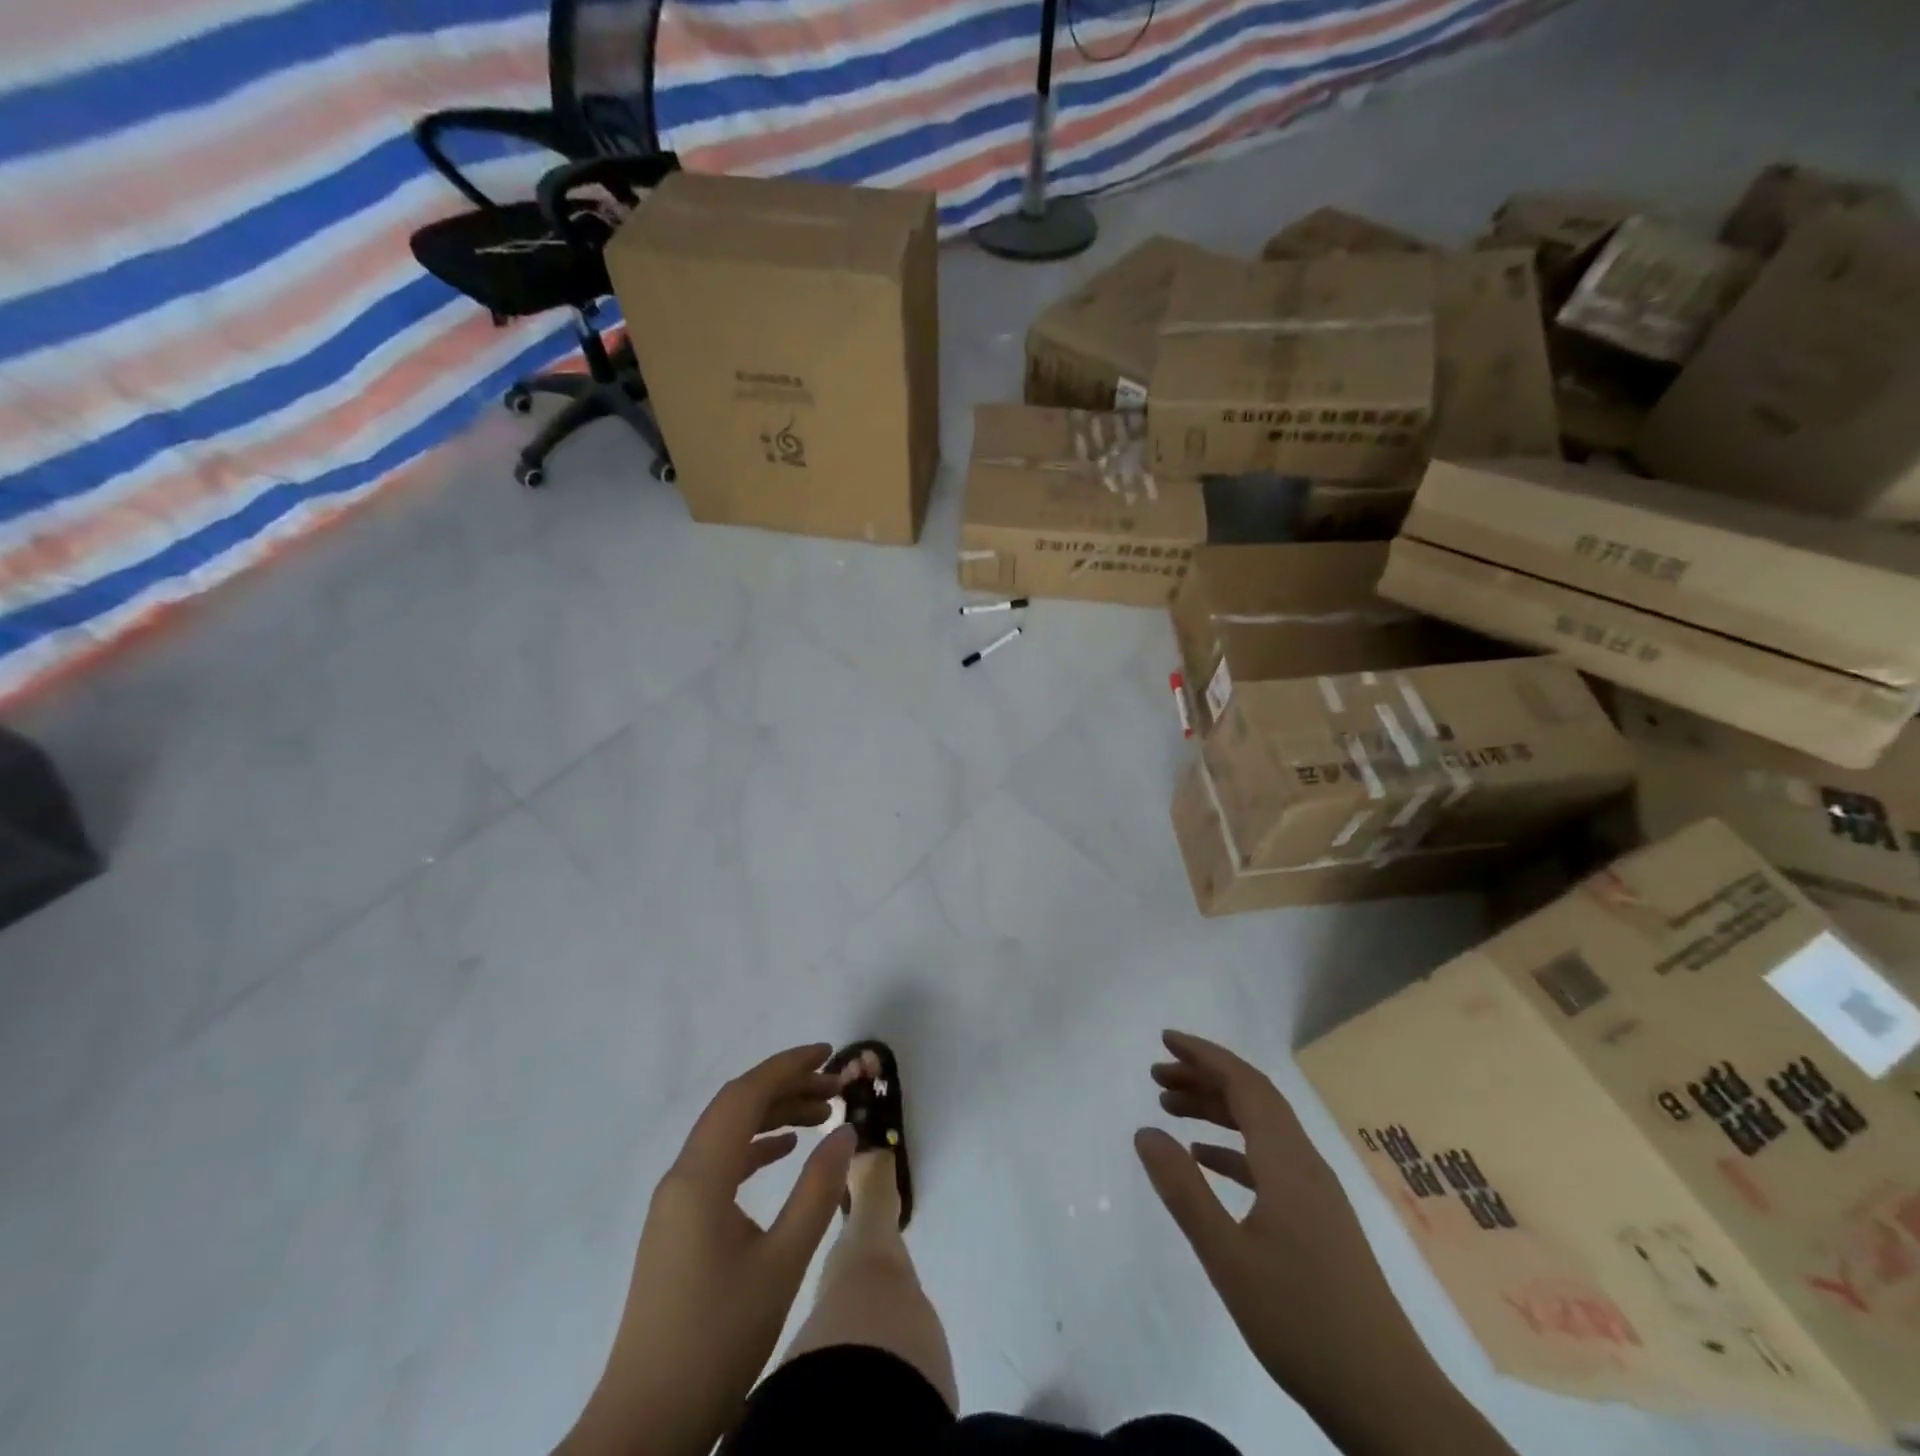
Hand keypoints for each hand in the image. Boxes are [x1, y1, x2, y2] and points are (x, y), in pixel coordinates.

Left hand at [560, 1046, 856, 1455]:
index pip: (745, 1095)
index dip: (788, 1066)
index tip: (829, 1053)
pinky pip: (720, 1163)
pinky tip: (784, 1152)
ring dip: (772, 1115)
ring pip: (727, 1133)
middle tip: (835, 1087)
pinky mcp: (678, 1226)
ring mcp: (675, 1203)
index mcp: (700, 1177)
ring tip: (821, 1116)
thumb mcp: (782, 1264)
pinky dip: (755, 1146)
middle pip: (735, 1107)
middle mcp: (682, 1177)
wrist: (645, 1424)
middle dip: (786, 1087)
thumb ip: (818, 1192)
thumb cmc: (717, 1340)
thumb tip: (846, 1132)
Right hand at [1133, 1032, 1450, 1428]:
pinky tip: (1206, 1160)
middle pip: (1253, 1098)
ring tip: (1170, 1107)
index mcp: (1287, 1161)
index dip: (1205, 1055)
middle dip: (1204, 1077)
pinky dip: (1233, 1148)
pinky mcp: (1318, 1220)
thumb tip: (1145, 1131)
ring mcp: (1316, 1193)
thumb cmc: (1302, 1322)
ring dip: (1216, 1109)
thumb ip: (1184, 1189)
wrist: (1389, 1401)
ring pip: (1261, 1128)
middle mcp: (1305, 1164)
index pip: (1245, 1084)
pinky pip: (1268, 1160)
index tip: (1165, 1039)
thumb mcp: (1228, 1257)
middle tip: (1156, 1074)